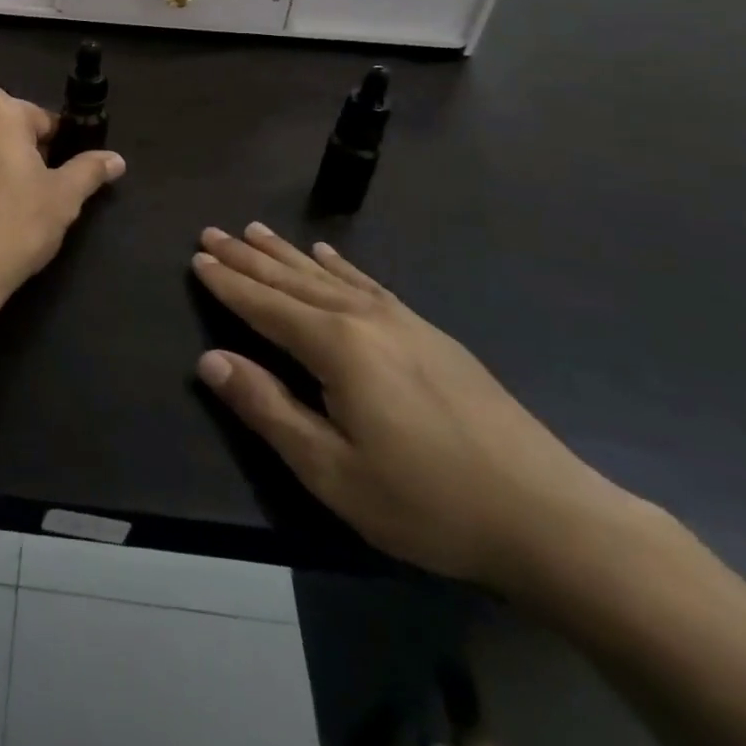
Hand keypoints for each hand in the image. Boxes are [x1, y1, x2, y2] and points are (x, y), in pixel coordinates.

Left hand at [0, 90, 124, 301]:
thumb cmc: (16, 223)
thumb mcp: (64, 197)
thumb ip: (90, 170)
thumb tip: (117, 160)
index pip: (40, 119)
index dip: (54, 148)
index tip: (56, 179)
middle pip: (3, 125)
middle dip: (19, 150)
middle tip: (32, 192)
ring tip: (2, 203)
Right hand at [192, 223, 632, 591]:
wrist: (547, 515)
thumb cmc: (426, 501)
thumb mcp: (332, 471)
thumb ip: (268, 409)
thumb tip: (210, 359)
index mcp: (336, 347)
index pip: (264, 306)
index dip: (228, 283)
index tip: (197, 257)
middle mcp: (363, 318)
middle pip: (291, 280)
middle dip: (247, 257)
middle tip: (212, 232)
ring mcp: (401, 321)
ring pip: (326, 276)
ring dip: (285, 253)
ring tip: (254, 230)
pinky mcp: (429, 333)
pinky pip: (368, 284)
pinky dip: (339, 266)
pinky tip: (326, 254)